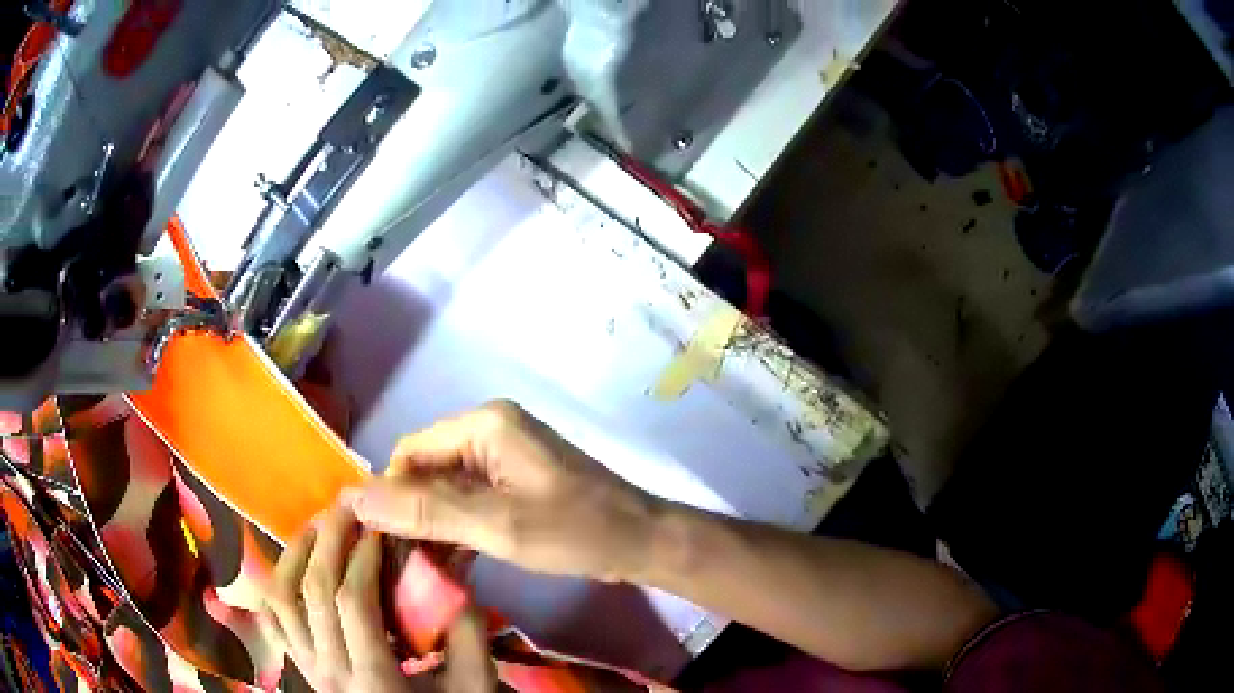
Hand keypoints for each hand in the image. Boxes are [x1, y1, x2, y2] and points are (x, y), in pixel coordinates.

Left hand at [260, 503, 495, 692]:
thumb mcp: (473, 684)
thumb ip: (467, 633)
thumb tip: (449, 574)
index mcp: (373, 677)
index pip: (352, 600)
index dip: (363, 554)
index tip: (380, 522)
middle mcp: (329, 669)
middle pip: (311, 591)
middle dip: (328, 538)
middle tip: (347, 504)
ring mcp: (308, 668)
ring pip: (279, 599)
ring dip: (294, 554)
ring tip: (317, 528)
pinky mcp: (301, 666)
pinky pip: (271, 620)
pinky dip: (275, 585)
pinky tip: (294, 566)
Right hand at [348, 401, 660, 582]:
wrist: (640, 542)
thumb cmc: (574, 531)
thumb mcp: (495, 526)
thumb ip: (424, 511)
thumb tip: (355, 498)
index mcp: (483, 426)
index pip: (410, 452)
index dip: (390, 494)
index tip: (380, 541)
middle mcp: (489, 431)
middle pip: (428, 468)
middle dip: (411, 512)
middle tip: (398, 559)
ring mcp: (505, 455)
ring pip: (447, 487)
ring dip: (433, 523)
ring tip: (418, 565)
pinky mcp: (516, 479)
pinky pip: (470, 497)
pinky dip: (457, 525)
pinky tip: (448, 560)